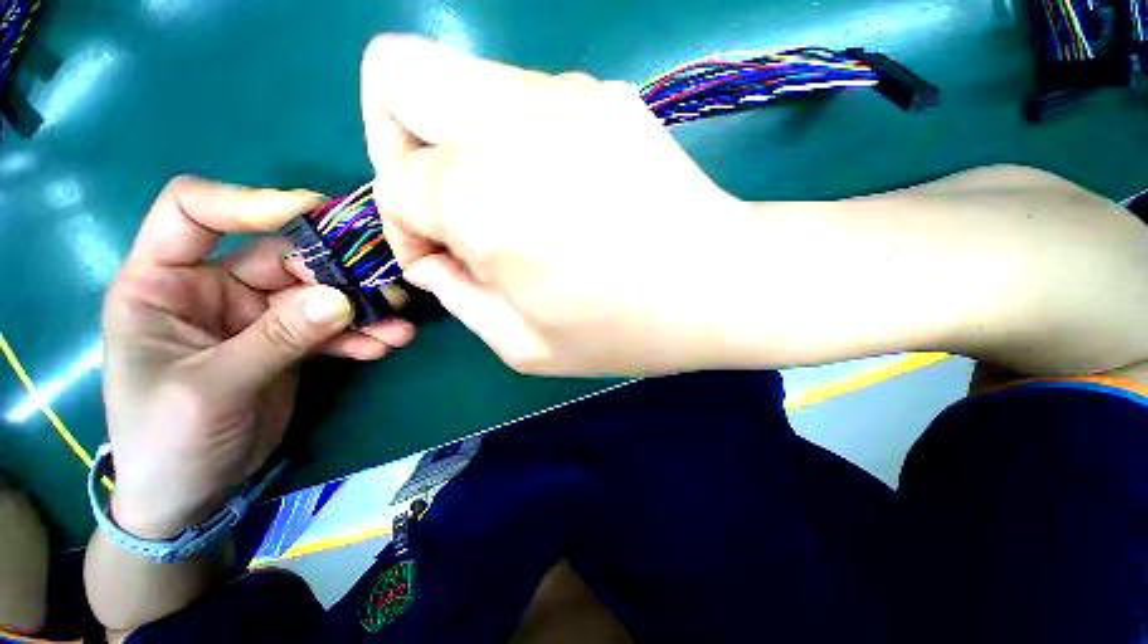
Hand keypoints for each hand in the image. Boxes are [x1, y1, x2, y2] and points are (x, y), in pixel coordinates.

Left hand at [102, 178, 413, 537]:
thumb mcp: (213, 390)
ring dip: (360, 306)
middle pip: (281, 256)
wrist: (192, 494)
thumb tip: (342, 300)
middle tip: (385, 287)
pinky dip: (361, 334)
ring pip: (317, 294)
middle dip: (335, 271)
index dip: (248, 202)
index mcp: (162, 283)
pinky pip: (331, 328)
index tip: (311, 212)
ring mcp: (256, 316)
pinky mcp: (289, 342)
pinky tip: (386, 344)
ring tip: (397, 322)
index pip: (193, 212)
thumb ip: (277, 340)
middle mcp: (212, 289)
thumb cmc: (168, 441)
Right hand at [361, 36, 751, 376]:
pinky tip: (556, 191)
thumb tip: (433, 256)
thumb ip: (459, 296)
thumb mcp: (523, 344)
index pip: (392, 182)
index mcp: (480, 195)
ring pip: (460, 82)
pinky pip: (521, 100)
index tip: (443, 259)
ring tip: (509, 207)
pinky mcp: (605, 96)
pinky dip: (512, 141)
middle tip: (442, 201)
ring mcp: (565, 94)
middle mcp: (509, 122)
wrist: (721, 286)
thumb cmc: (623, 330)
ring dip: (461, 144)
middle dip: (396, 140)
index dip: (404, 227)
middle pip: (398, 74)